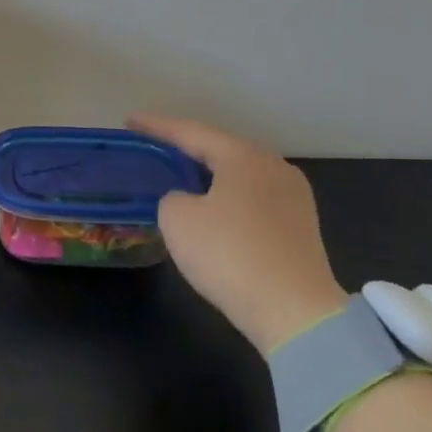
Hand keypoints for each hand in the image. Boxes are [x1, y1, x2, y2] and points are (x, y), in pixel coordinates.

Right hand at [128, 115, 349, 352]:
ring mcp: (294, 198)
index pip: (191, 132)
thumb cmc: (229, 254)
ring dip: (209, 176)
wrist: (294, 311)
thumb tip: (188, 201)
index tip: (130, 120)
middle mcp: (274, 167)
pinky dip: (227, 200)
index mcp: (244, 156)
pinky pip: (253, 201)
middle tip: (156, 148)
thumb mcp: (177, 219)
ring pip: (240, 176)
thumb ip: (172, 197)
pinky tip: (213, 211)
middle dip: (187, 149)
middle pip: (221, 150)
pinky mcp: (300, 228)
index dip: (156, 126)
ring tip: (181, 178)